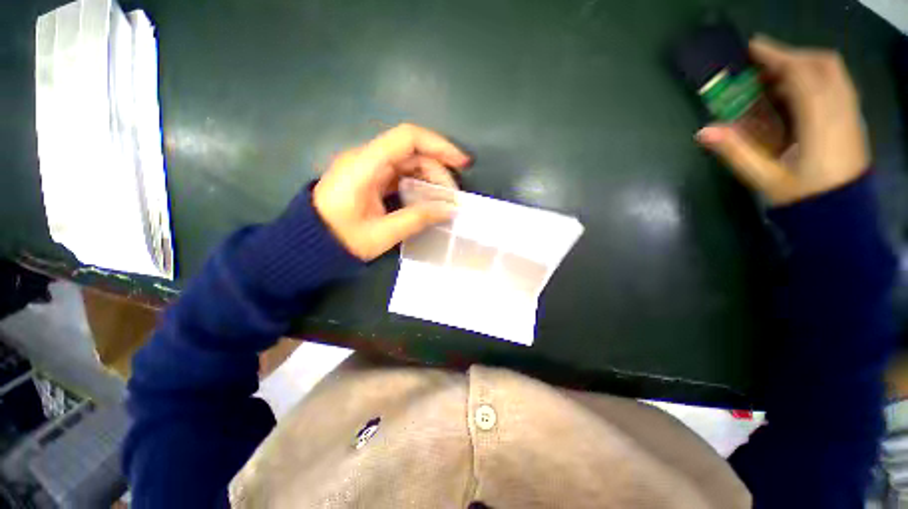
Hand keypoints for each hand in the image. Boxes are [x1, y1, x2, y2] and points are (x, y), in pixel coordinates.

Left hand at [312, 123, 470, 260]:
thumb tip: (450, 209)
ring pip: (408, 162)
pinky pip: (401, 173)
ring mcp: (368, 167)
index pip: (407, 138)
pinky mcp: (371, 177)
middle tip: (452, 197)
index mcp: (364, 165)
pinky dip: (419, 183)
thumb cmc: (341, 240)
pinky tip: (428, 198)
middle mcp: (366, 158)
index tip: (461, 163)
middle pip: (412, 151)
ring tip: (444, 200)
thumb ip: (417, 219)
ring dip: (430, 177)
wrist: (310, 243)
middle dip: (438, 170)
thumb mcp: (382, 234)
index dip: (439, 145)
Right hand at [696, 36, 868, 205]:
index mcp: (821, 122)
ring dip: (804, 66)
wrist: (842, 216)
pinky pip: (838, 84)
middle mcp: (841, 109)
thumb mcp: (765, 177)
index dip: (778, 55)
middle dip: (792, 57)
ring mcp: (851, 113)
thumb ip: (736, 151)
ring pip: (833, 72)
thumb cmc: (804, 197)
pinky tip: (797, 94)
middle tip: (764, 66)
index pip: (803, 74)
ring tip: (777, 79)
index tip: (752, 49)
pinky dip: (816, 78)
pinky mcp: (853, 119)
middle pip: (823, 64)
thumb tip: (702, 131)